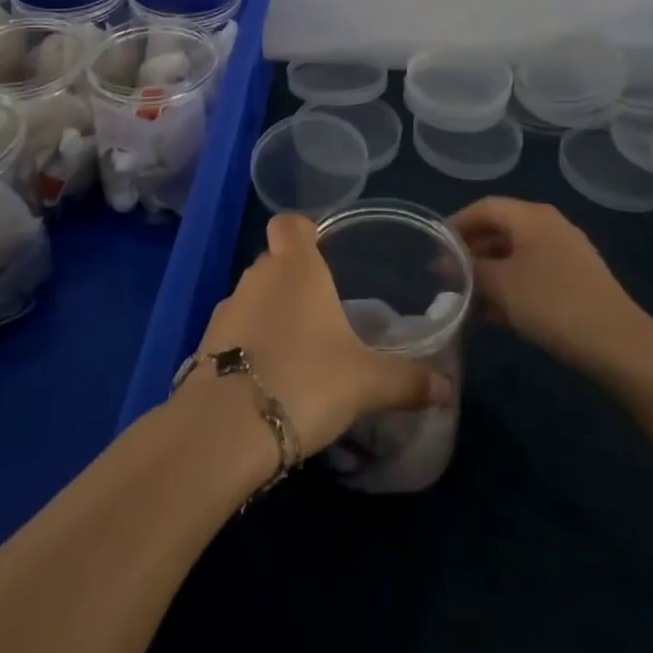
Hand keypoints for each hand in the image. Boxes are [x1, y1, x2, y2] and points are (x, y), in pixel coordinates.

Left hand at [186, 214, 454, 456]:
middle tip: (321, 311)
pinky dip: (248, 345)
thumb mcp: (366, 382)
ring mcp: (227, 309)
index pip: (289, 223)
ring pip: (252, 296)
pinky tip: (267, 378)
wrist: (226, 428)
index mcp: (295, 267)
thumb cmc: (305, 379)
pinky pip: (233, 332)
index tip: (321, 249)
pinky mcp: (204, 345)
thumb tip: (447, 388)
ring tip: (297, 350)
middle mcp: (258, 277)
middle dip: (293, 278)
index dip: (303, 230)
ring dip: (269, 314)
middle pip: (273, 260)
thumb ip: (406, 380)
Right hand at [451, 196, 652, 381]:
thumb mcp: (500, 285)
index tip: (434, 247)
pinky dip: (512, 287)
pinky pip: (534, 273)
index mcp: (531, 215)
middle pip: (500, 229)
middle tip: (448, 274)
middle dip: (472, 251)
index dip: (456, 224)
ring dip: (491, 273)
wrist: (618, 344)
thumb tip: (450, 263)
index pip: (484, 207)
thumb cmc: (551, 303)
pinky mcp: (578, 280)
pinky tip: (499, 315)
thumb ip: (470, 269)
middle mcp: (549, 225)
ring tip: (468, 299)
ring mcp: (567, 252)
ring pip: (516, 254)